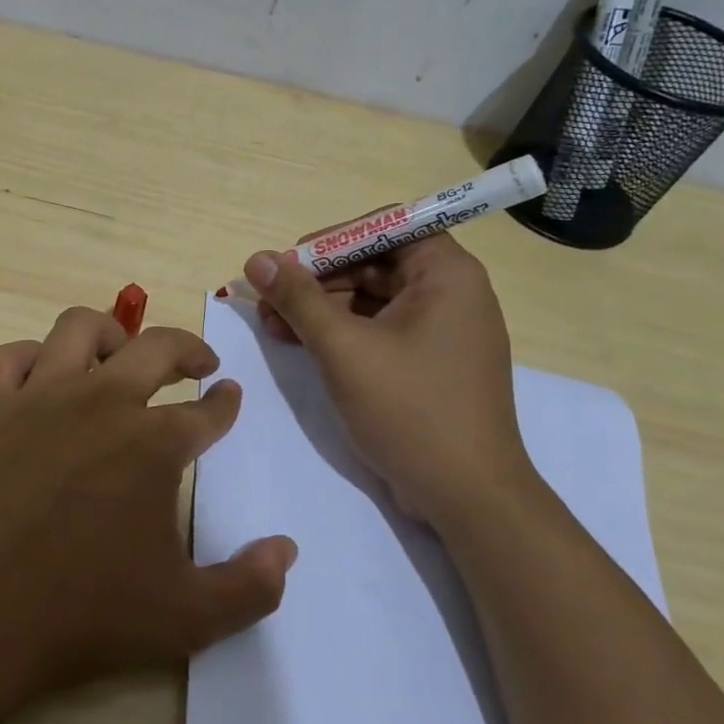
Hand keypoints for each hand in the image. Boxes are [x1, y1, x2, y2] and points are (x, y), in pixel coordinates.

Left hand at [0, 307, 296, 706]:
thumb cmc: (81, 616)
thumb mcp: (185, 618)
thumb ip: (249, 586)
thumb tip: (287, 549)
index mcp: (153, 444)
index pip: (205, 412)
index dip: (225, 403)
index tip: (230, 395)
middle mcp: (100, 403)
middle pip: (155, 348)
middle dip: (187, 349)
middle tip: (199, 363)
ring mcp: (39, 400)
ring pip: (79, 329)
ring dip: (111, 333)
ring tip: (122, 353)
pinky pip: (9, 359)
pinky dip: (31, 356)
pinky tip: (42, 376)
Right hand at [244, 233, 538, 527]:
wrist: (467, 496)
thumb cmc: (410, 410)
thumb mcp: (343, 348)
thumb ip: (298, 299)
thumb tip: (256, 260)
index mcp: (446, 274)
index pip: (384, 227)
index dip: (331, 240)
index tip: (288, 263)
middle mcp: (451, 292)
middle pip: (373, 263)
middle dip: (316, 280)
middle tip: (268, 300)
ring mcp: (441, 330)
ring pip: (371, 298)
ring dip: (321, 308)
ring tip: (272, 325)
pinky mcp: (429, 362)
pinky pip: (379, 329)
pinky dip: (341, 333)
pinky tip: (299, 344)